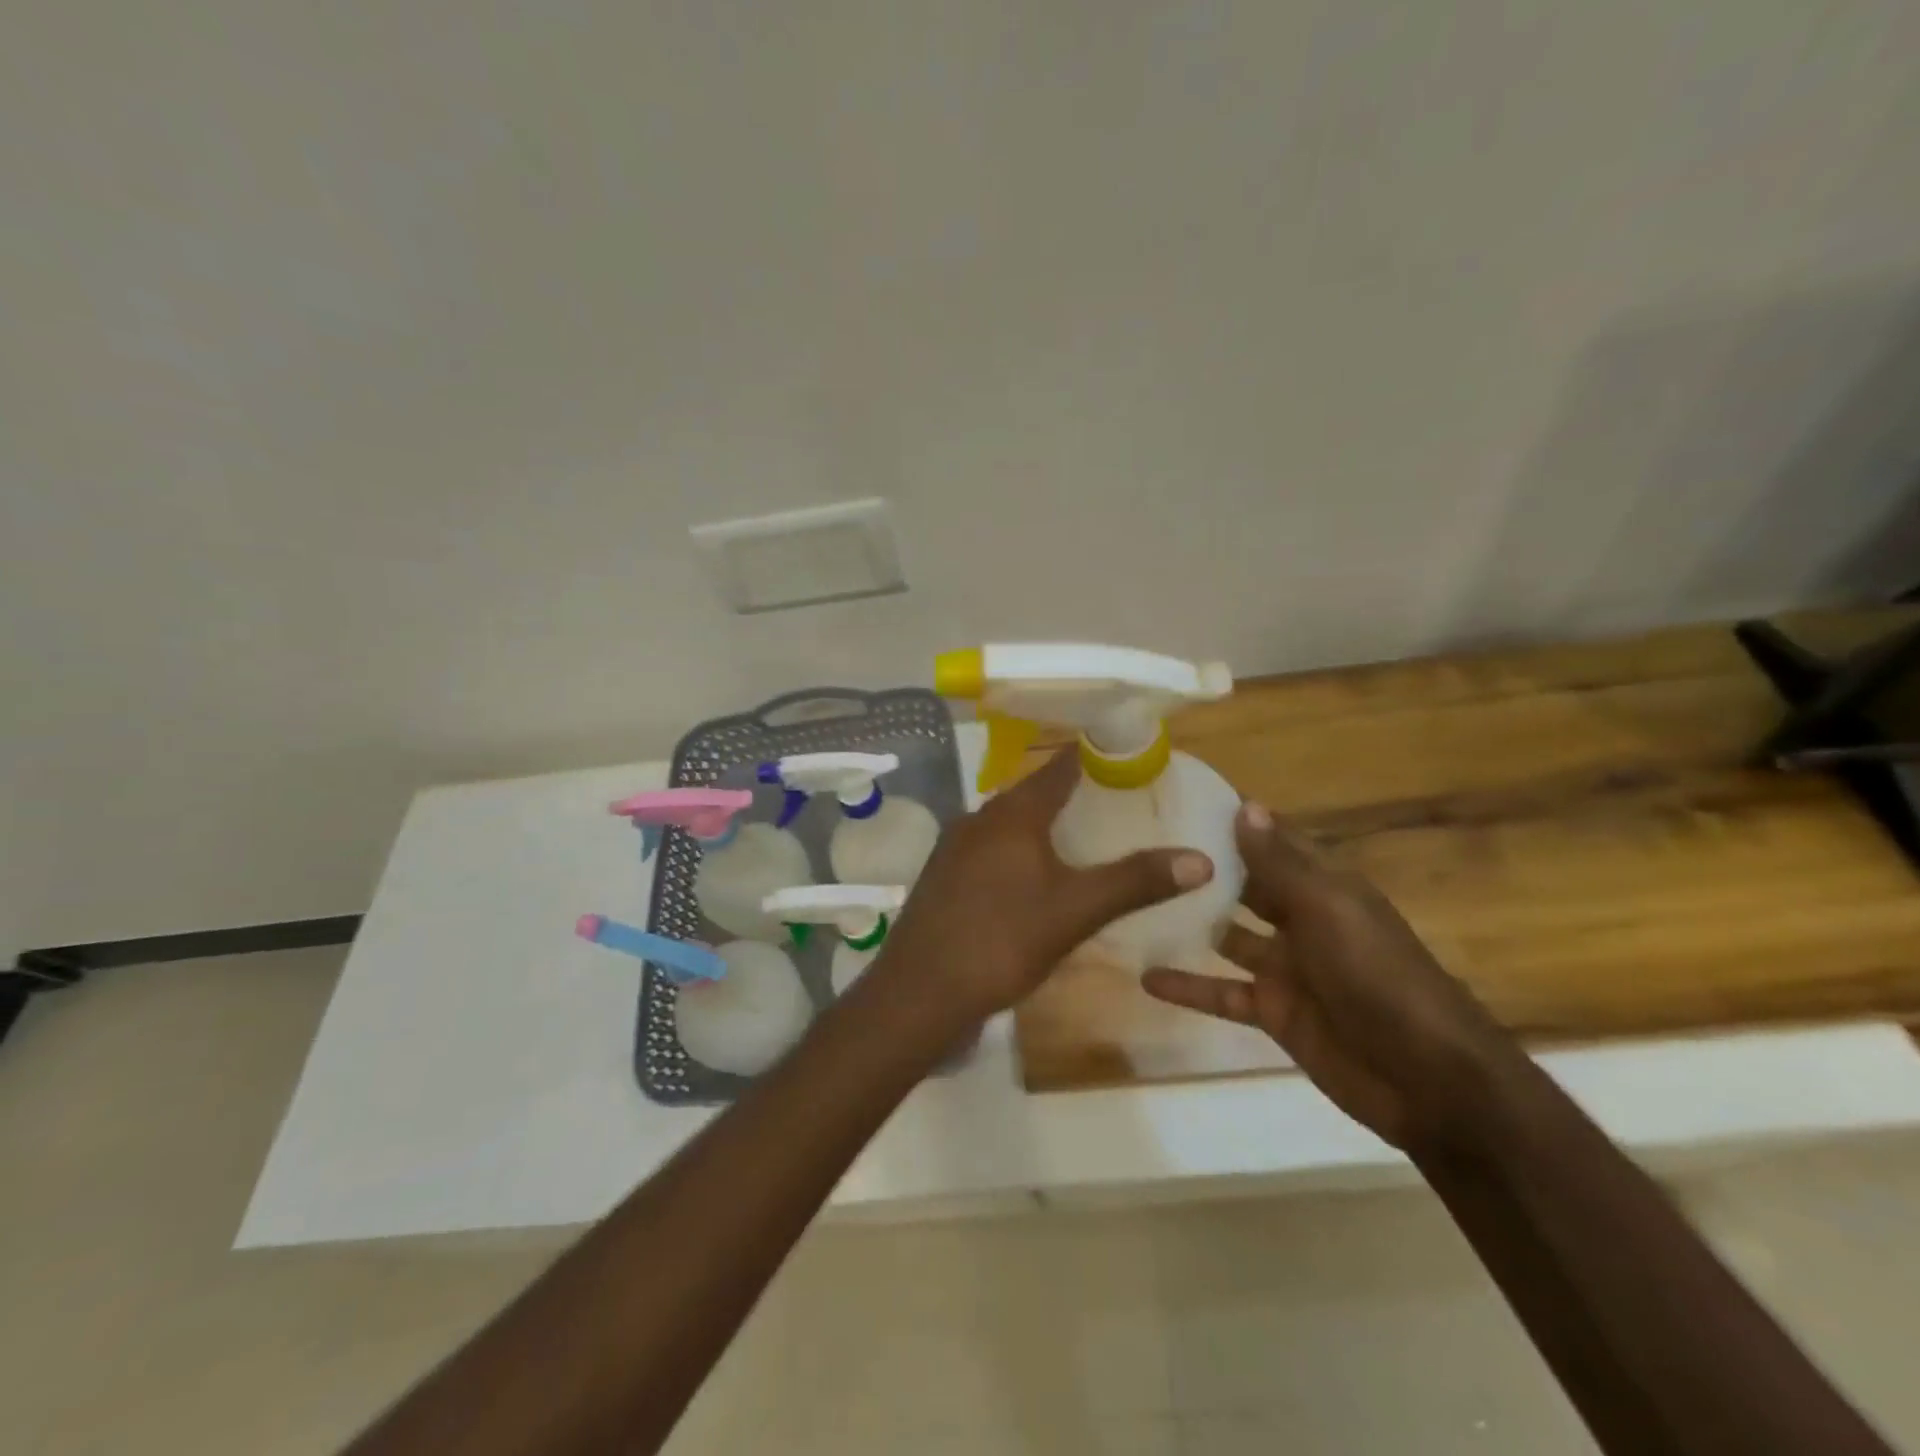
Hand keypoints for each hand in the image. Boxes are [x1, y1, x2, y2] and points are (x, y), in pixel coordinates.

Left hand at [860, 747, 1212, 1037]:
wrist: (919, 992)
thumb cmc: (1001, 941)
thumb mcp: (1075, 912)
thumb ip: (1135, 882)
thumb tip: (1200, 859)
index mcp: (1012, 813)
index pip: (1061, 766)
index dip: (1095, 756)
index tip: (1129, 756)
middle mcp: (979, 818)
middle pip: (1034, 793)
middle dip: (1074, 795)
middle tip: (1118, 805)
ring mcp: (955, 847)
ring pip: (1010, 824)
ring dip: (1044, 826)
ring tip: (1084, 842)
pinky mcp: (943, 876)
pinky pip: (991, 849)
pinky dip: (1019, 852)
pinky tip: (1034, 880)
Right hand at [1142, 802, 1517, 1152]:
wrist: (1428, 1080)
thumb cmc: (1379, 977)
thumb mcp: (1328, 910)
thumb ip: (1281, 864)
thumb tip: (1245, 806)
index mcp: (1323, 886)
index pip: (1272, 840)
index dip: (1234, 820)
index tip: (1179, 799)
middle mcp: (1301, 919)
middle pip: (1245, 886)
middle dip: (1202, 869)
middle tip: (1141, 848)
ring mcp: (1286, 968)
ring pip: (1227, 937)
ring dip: (1190, 924)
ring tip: (1134, 905)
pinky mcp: (1274, 1012)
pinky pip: (1222, 992)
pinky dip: (1189, 987)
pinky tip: (1145, 978)